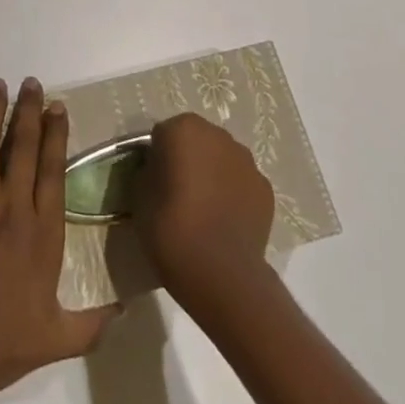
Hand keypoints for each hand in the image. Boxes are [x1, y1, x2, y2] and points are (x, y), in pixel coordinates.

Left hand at [0, 77, 120, 401]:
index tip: (57, 106)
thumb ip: (90, 325)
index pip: (53, 169)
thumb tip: (123, 309)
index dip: (56, 134)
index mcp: (42, 232)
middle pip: (24, 145)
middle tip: (30, 83)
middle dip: (28, 110)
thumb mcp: (53, 341)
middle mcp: (12, 205)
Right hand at [133, 112, 274, 307]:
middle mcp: (217, 134)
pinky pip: (241, 184)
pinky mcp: (265, 189)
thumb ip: (147, 173)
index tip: (155, 184)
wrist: (222, 274)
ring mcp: (246, 161)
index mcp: (183, 129)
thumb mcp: (139, 198)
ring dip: (213, 175)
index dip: (157, 158)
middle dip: (188, 160)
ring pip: (222, 160)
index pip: (163, 135)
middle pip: (196, 141)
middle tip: (177, 196)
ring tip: (204, 212)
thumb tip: (156, 172)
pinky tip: (225, 223)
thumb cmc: (172, 230)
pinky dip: (234, 195)